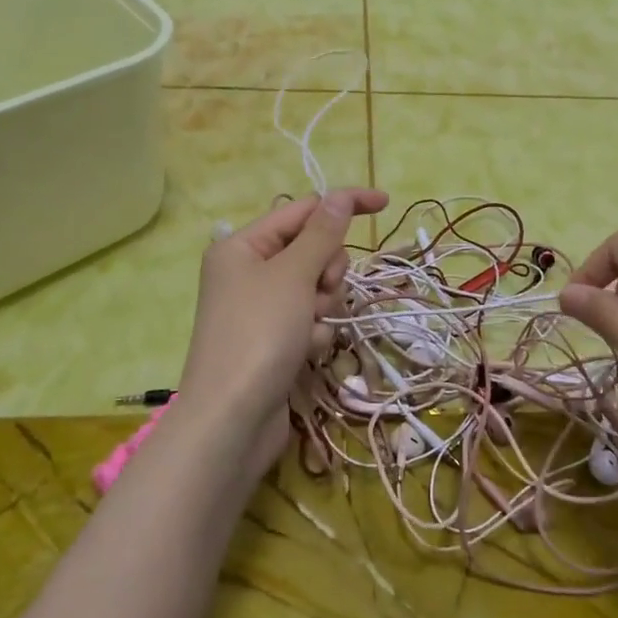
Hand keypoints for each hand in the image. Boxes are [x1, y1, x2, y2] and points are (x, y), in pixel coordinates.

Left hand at [176, 188, 387, 480]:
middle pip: (313, 250)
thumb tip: (339, 195)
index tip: (386, 204)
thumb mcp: (293, 275)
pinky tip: (305, 354)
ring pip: (317, 287)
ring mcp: (262, 308)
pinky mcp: (274, 340)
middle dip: (327, 271)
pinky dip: (315, 333)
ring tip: (308, 331)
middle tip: (320, 292)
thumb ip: (322, 233)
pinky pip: (310, 320)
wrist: (232, 421)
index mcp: (243, 246)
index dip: (343, 204)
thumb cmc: (259, 335)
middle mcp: (249, 272)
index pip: (304, 210)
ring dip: (323, 307)